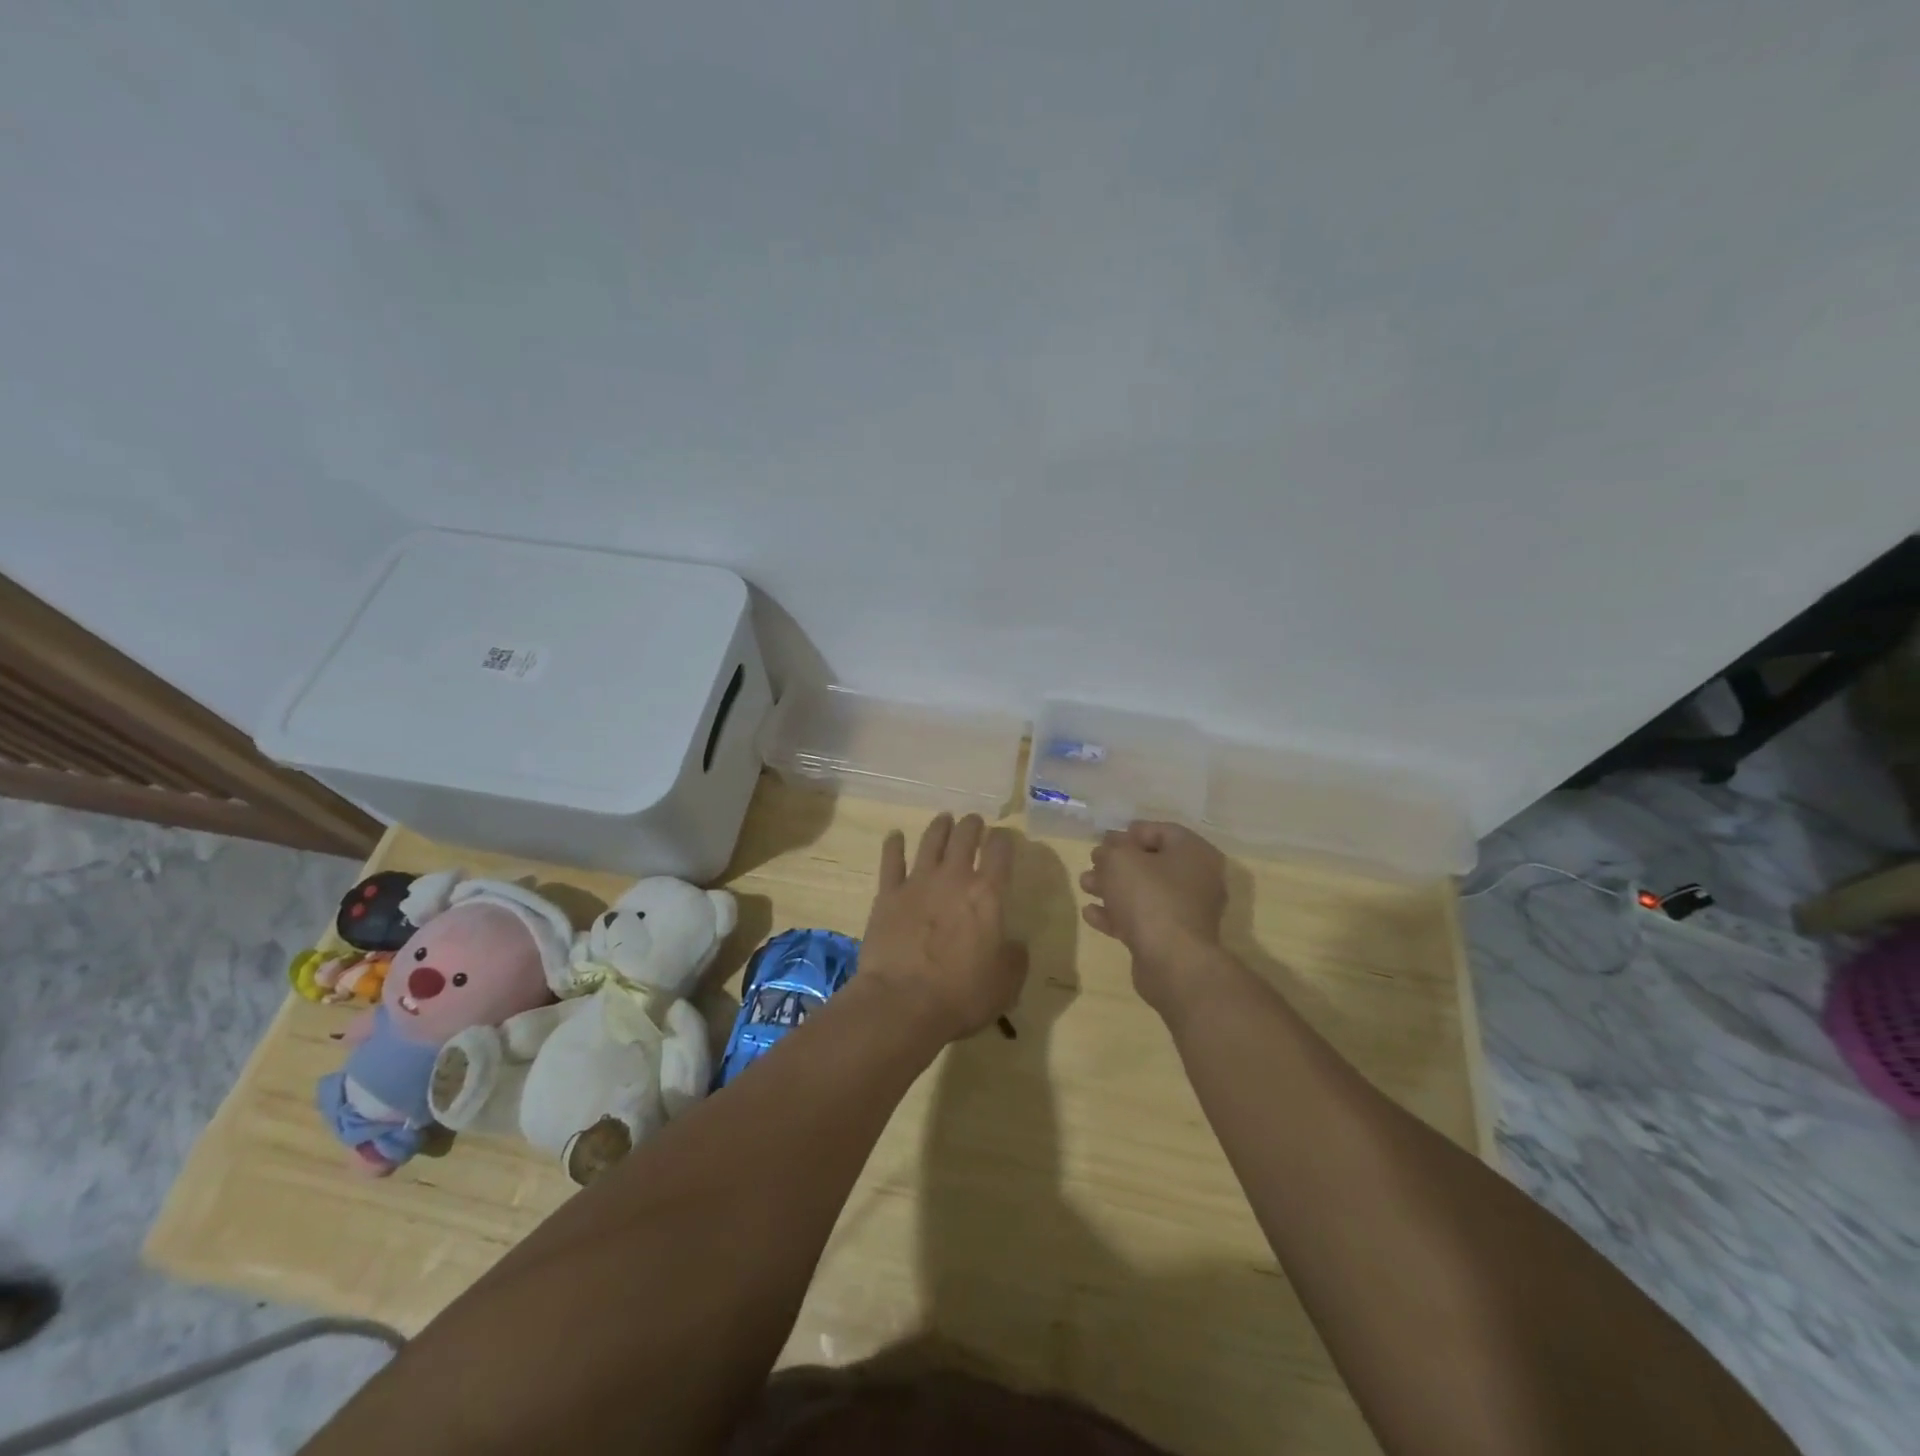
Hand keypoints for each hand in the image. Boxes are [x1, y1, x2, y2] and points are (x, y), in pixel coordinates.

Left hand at [859, 813, 1028, 1040]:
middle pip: (965, 837)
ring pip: (931, 841)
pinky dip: (893, 845)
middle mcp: (954, 878)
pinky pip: (891, 861)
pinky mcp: (888, 895)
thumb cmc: (962, 995)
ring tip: (945, 819)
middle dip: (973, 825)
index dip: (1004, 840)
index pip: (1000, 852)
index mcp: (988, 894)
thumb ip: (1015, 957)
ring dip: (940, 827)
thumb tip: (1014, 943)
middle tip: (975, 822)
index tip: (1004, 838)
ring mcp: (918, 882)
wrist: (903, 1003)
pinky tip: (894, 836)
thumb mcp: (1006, 982)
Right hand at [1080, 822, 1229, 1015]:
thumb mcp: (1121, 860)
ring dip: (1113, 888)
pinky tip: (1091, 913)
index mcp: (1194, 853)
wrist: (1172, 962)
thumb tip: (1108, 850)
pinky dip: (1118, 915)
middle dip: (1117, 863)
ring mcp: (1187, 913)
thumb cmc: (1150, 897)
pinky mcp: (1173, 940)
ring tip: (1085, 885)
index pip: (1162, 831)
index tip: (1104, 840)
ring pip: (1144, 893)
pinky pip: (1142, 920)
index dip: (1130, 833)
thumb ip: (1111, 849)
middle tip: (1092, 862)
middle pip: (1152, 863)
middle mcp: (1197, 880)